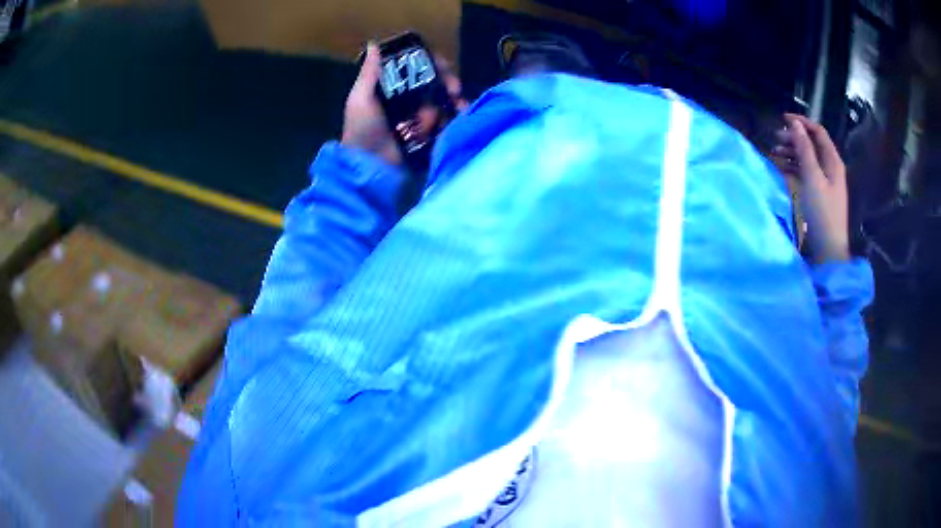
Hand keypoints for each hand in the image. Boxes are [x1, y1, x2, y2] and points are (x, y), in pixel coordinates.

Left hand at [341, 45, 468, 165]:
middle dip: (448, 85)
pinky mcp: (427, 135)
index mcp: (392, 88)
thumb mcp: (361, 99)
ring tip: (457, 110)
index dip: (433, 65)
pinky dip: (451, 121)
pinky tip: (456, 121)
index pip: (417, 69)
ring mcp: (418, 117)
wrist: (368, 165)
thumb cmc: (362, 130)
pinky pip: (445, 122)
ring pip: (443, 103)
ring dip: (450, 105)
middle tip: (455, 91)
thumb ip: (369, 73)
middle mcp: (407, 99)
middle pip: (435, 84)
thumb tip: (374, 45)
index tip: (444, 67)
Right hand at [773, 113, 849, 262]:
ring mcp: (825, 181)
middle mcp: (830, 167)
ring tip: (775, 153)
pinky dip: (794, 166)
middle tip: (775, 140)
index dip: (802, 122)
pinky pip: (806, 172)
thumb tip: (795, 124)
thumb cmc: (822, 212)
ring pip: (807, 157)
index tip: (783, 120)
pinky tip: (782, 168)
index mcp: (833, 161)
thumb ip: (804, 150)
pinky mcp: (819, 193)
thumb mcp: (812, 178)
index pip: (818, 132)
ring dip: (792, 152)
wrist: (829, 249)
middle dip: (794, 138)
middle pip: (811, 144)